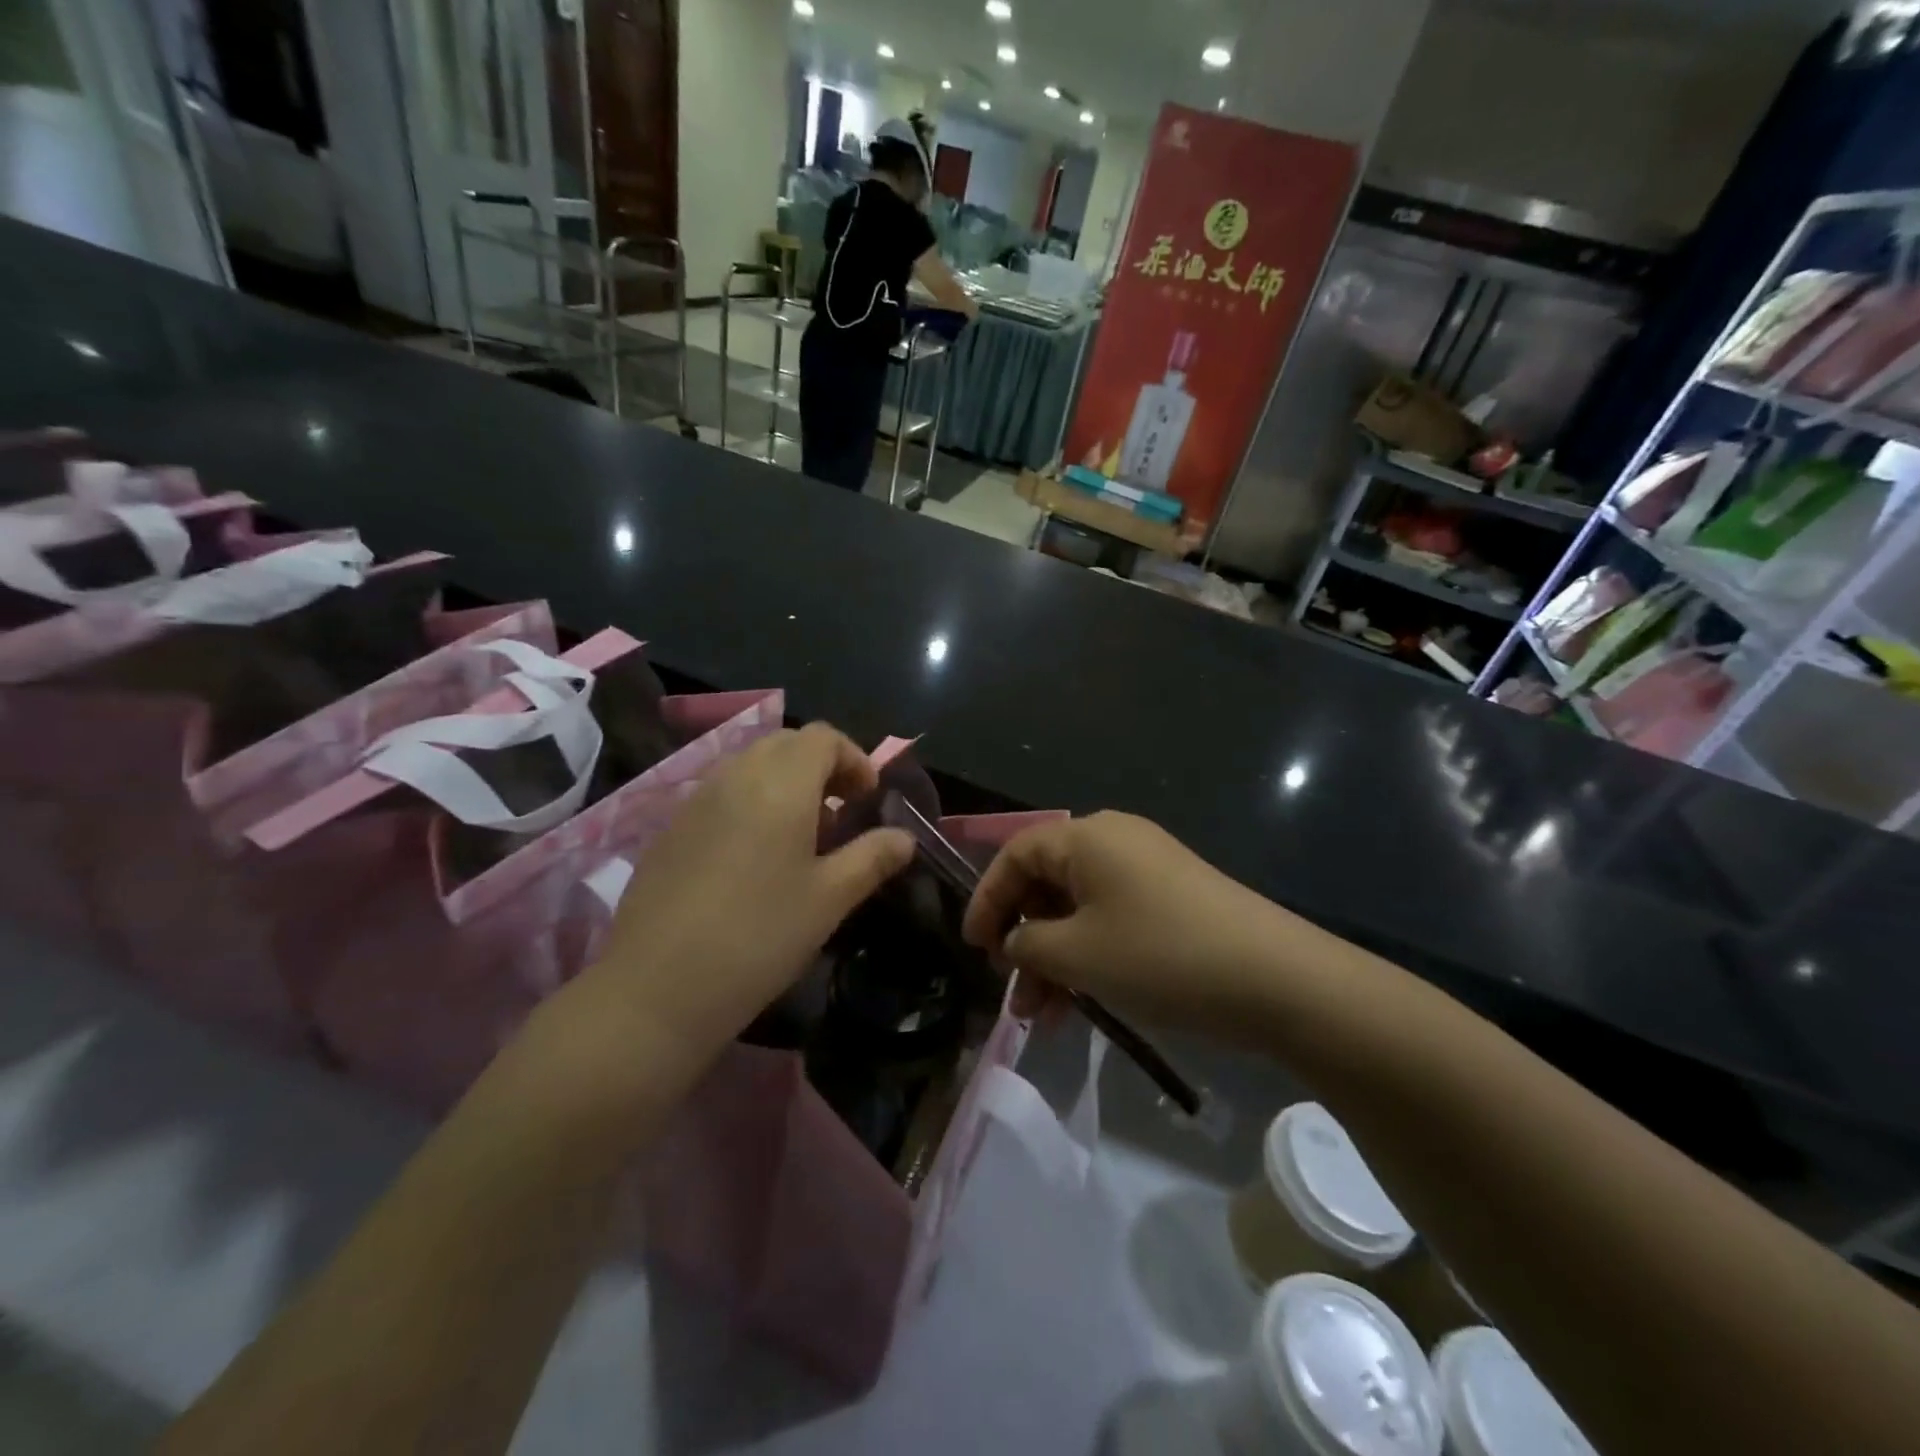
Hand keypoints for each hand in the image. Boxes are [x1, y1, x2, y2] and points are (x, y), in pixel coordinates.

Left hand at [581, 724, 912, 1063]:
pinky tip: (753, 860)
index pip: (823, 737)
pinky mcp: (671, 829)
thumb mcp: (830, 899)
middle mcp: (735, 776)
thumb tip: (905, 837)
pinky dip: (750, 804)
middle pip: (786, 744)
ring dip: (785, 784)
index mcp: (780, 784)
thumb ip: (872, 857)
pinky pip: (721, 794)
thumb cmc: (760, 937)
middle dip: (821, 767)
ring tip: (800, 839)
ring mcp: (696, 800)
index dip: (854, 759)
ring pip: (750, 766)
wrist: (656, 988)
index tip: (868, 799)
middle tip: (839, 814)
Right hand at [962, 812, 1316, 1039]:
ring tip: (1042, 1017)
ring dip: (1055, 959)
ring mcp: (1147, 869)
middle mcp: (1114, 841)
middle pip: (1046, 883)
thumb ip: (1028, 944)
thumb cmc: (1160, 956)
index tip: (973, 949)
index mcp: (1086, 837)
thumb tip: (1015, 942)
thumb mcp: (1077, 954)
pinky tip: (1083, 1004)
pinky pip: (1111, 920)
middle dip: (1023, 940)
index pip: (1014, 855)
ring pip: (1078, 910)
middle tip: (1011, 991)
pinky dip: (1089, 956)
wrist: (1276, 979)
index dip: (986, 900)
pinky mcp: (1172, 899)